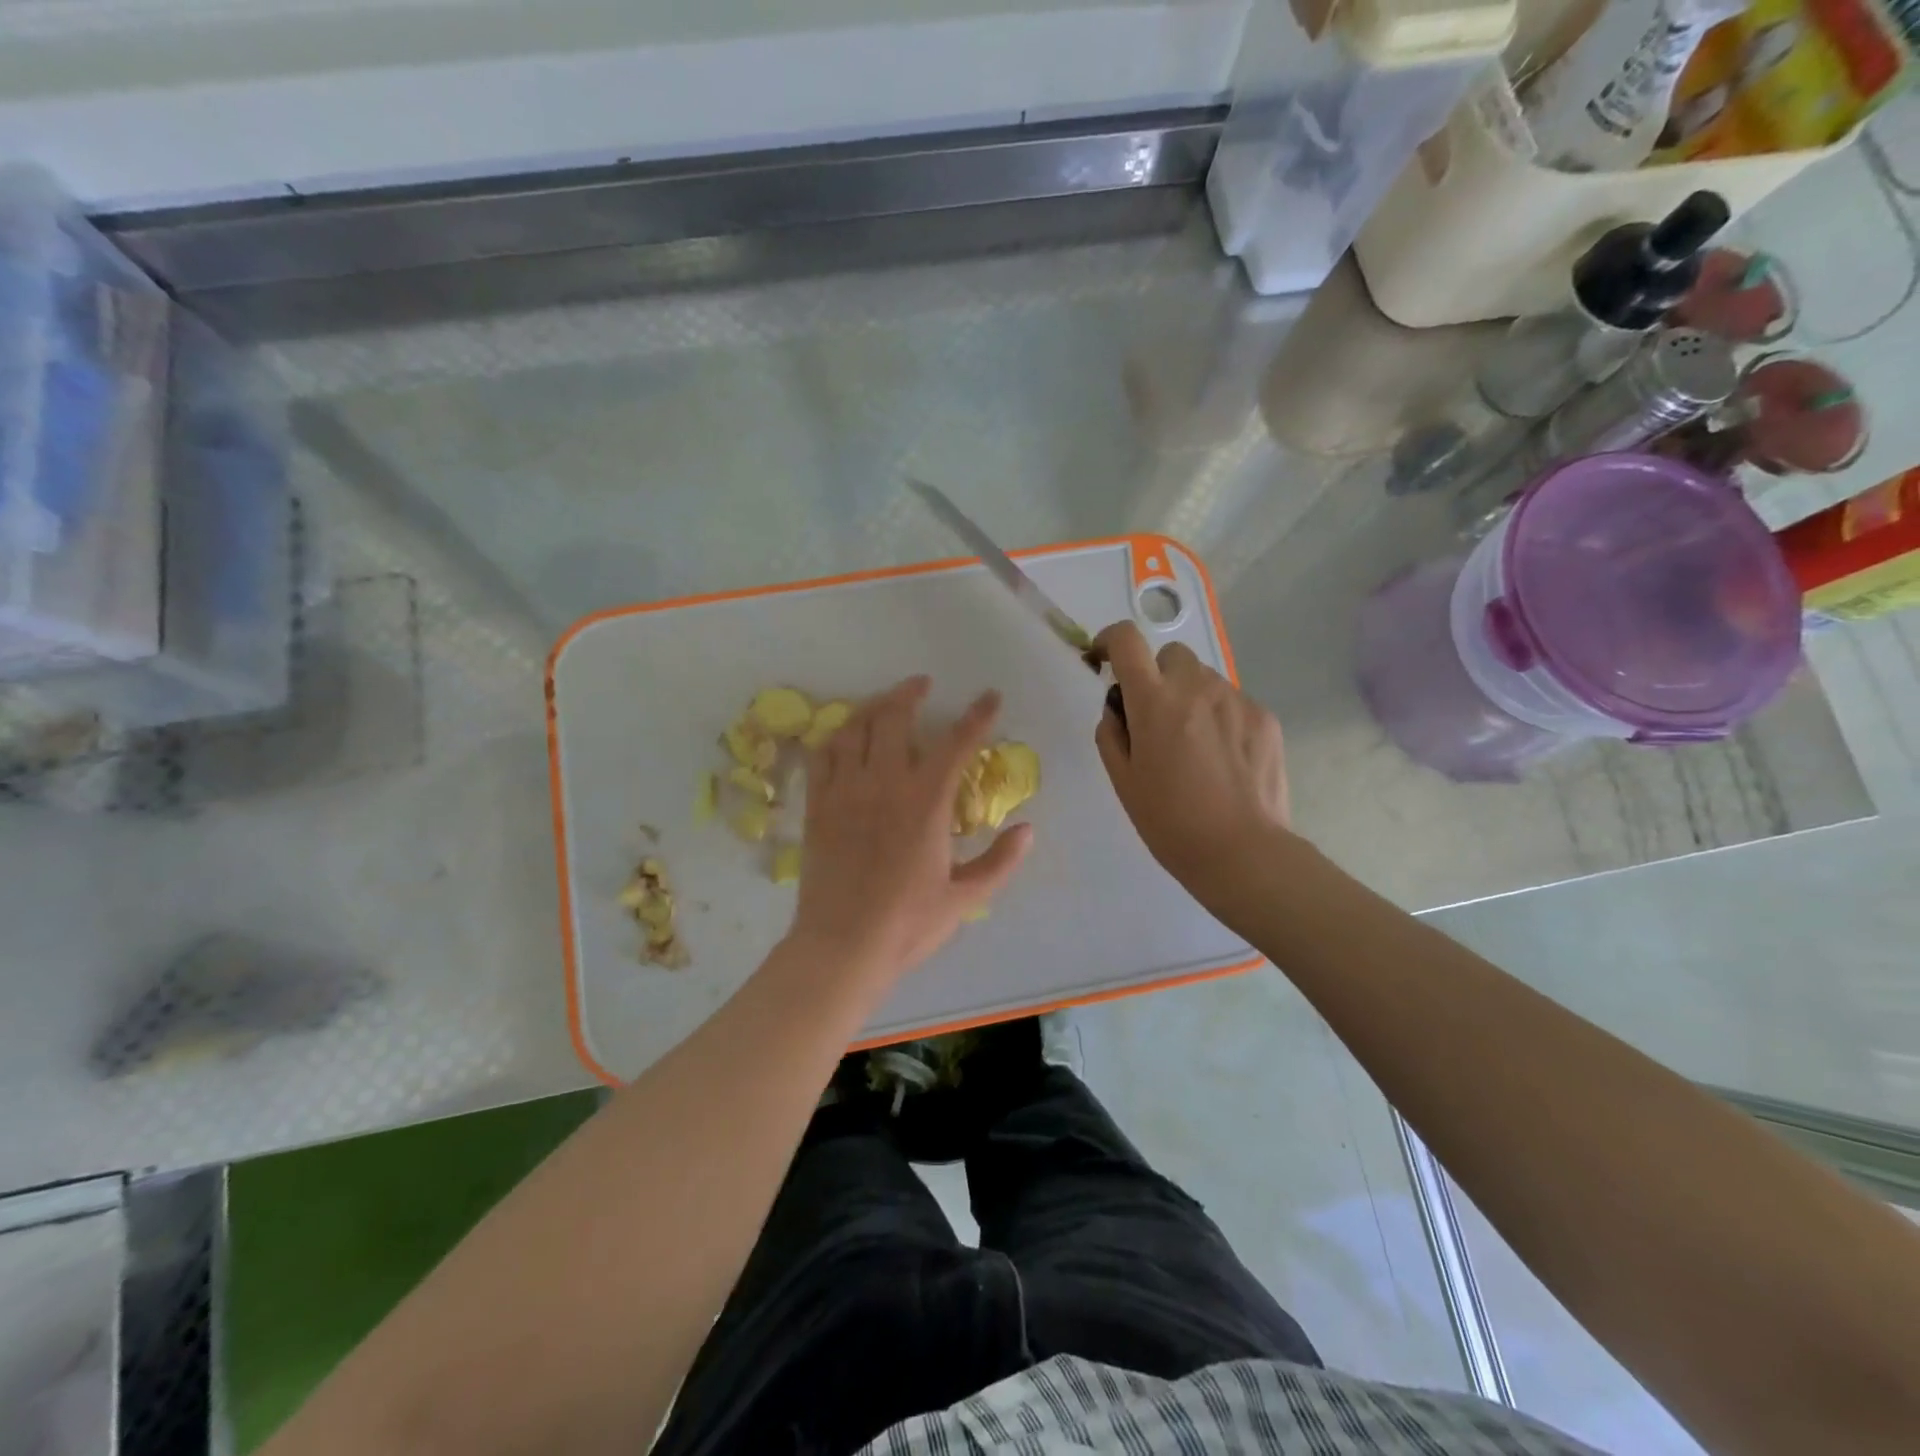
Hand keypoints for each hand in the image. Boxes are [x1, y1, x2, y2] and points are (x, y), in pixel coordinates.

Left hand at [790, 676, 1032, 983]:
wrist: (841, 946)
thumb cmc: (907, 924)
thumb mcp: (964, 898)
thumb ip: (1000, 862)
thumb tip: (1027, 830)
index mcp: (925, 803)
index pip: (956, 744)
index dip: (977, 716)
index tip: (989, 697)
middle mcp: (883, 784)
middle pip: (894, 719)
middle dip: (910, 693)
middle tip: (922, 685)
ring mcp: (845, 792)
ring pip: (854, 729)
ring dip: (871, 706)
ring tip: (884, 701)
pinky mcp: (817, 806)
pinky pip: (821, 756)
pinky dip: (834, 736)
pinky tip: (843, 735)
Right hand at [1093, 621, 1292, 900]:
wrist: (1241, 852)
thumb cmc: (1170, 822)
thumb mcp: (1123, 780)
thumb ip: (1111, 733)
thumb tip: (1118, 709)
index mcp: (1155, 702)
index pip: (1128, 641)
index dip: (1110, 640)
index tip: (1105, 658)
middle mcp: (1197, 688)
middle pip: (1171, 655)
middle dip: (1157, 675)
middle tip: (1156, 718)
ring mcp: (1237, 700)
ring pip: (1204, 679)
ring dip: (1190, 697)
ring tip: (1194, 746)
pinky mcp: (1265, 718)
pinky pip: (1233, 702)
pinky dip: (1219, 718)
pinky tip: (1223, 759)